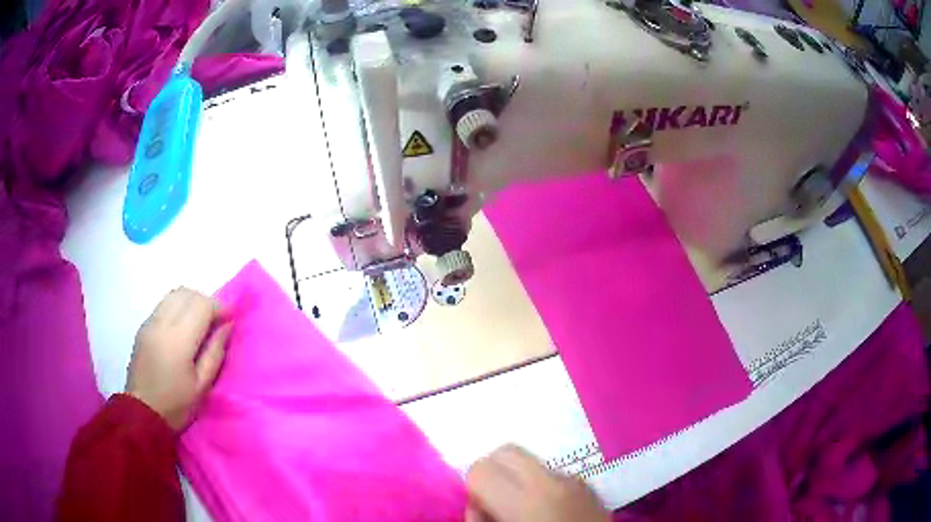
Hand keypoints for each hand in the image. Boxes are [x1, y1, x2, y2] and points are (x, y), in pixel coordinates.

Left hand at [126, 287, 231, 430]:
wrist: (142, 413)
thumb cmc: (176, 405)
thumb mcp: (203, 385)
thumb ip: (215, 352)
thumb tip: (227, 326)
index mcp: (178, 339)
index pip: (202, 305)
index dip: (220, 307)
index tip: (231, 319)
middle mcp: (161, 322)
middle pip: (187, 294)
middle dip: (206, 302)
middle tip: (217, 322)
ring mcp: (150, 322)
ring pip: (174, 295)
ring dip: (191, 302)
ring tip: (200, 323)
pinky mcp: (143, 327)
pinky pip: (164, 304)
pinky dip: (178, 307)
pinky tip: (182, 328)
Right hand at [465, 445, 610, 521]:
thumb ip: (479, 519)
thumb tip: (477, 504)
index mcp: (524, 501)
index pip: (480, 469)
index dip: (473, 489)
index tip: (481, 510)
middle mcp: (551, 482)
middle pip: (507, 452)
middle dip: (493, 472)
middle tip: (494, 501)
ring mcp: (575, 481)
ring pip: (532, 461)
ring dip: (518, 478)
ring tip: (523, 508)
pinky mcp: (590, 486)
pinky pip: (555, 474)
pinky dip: (542, 485)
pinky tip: (548, 510)